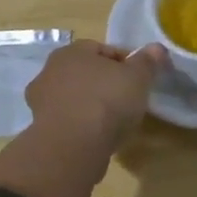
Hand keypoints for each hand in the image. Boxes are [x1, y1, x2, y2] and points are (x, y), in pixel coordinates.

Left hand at [25, 40, 167, 159]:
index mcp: (72, 51)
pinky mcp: (40, 130)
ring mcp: (40, 102)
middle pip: (87, 73)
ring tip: (114, 122)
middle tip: (127, 99)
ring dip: (92, 105)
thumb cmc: (107, 101)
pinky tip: (98, 137)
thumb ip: (148, 61)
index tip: (140, 79)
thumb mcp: (138, 77)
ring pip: (75, 97)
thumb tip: (156, 48)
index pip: (103, 49)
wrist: (72, 148)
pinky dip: (81, 125)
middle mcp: (50, 71)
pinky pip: (68, 121)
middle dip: (105, 83)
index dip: (125, 63)